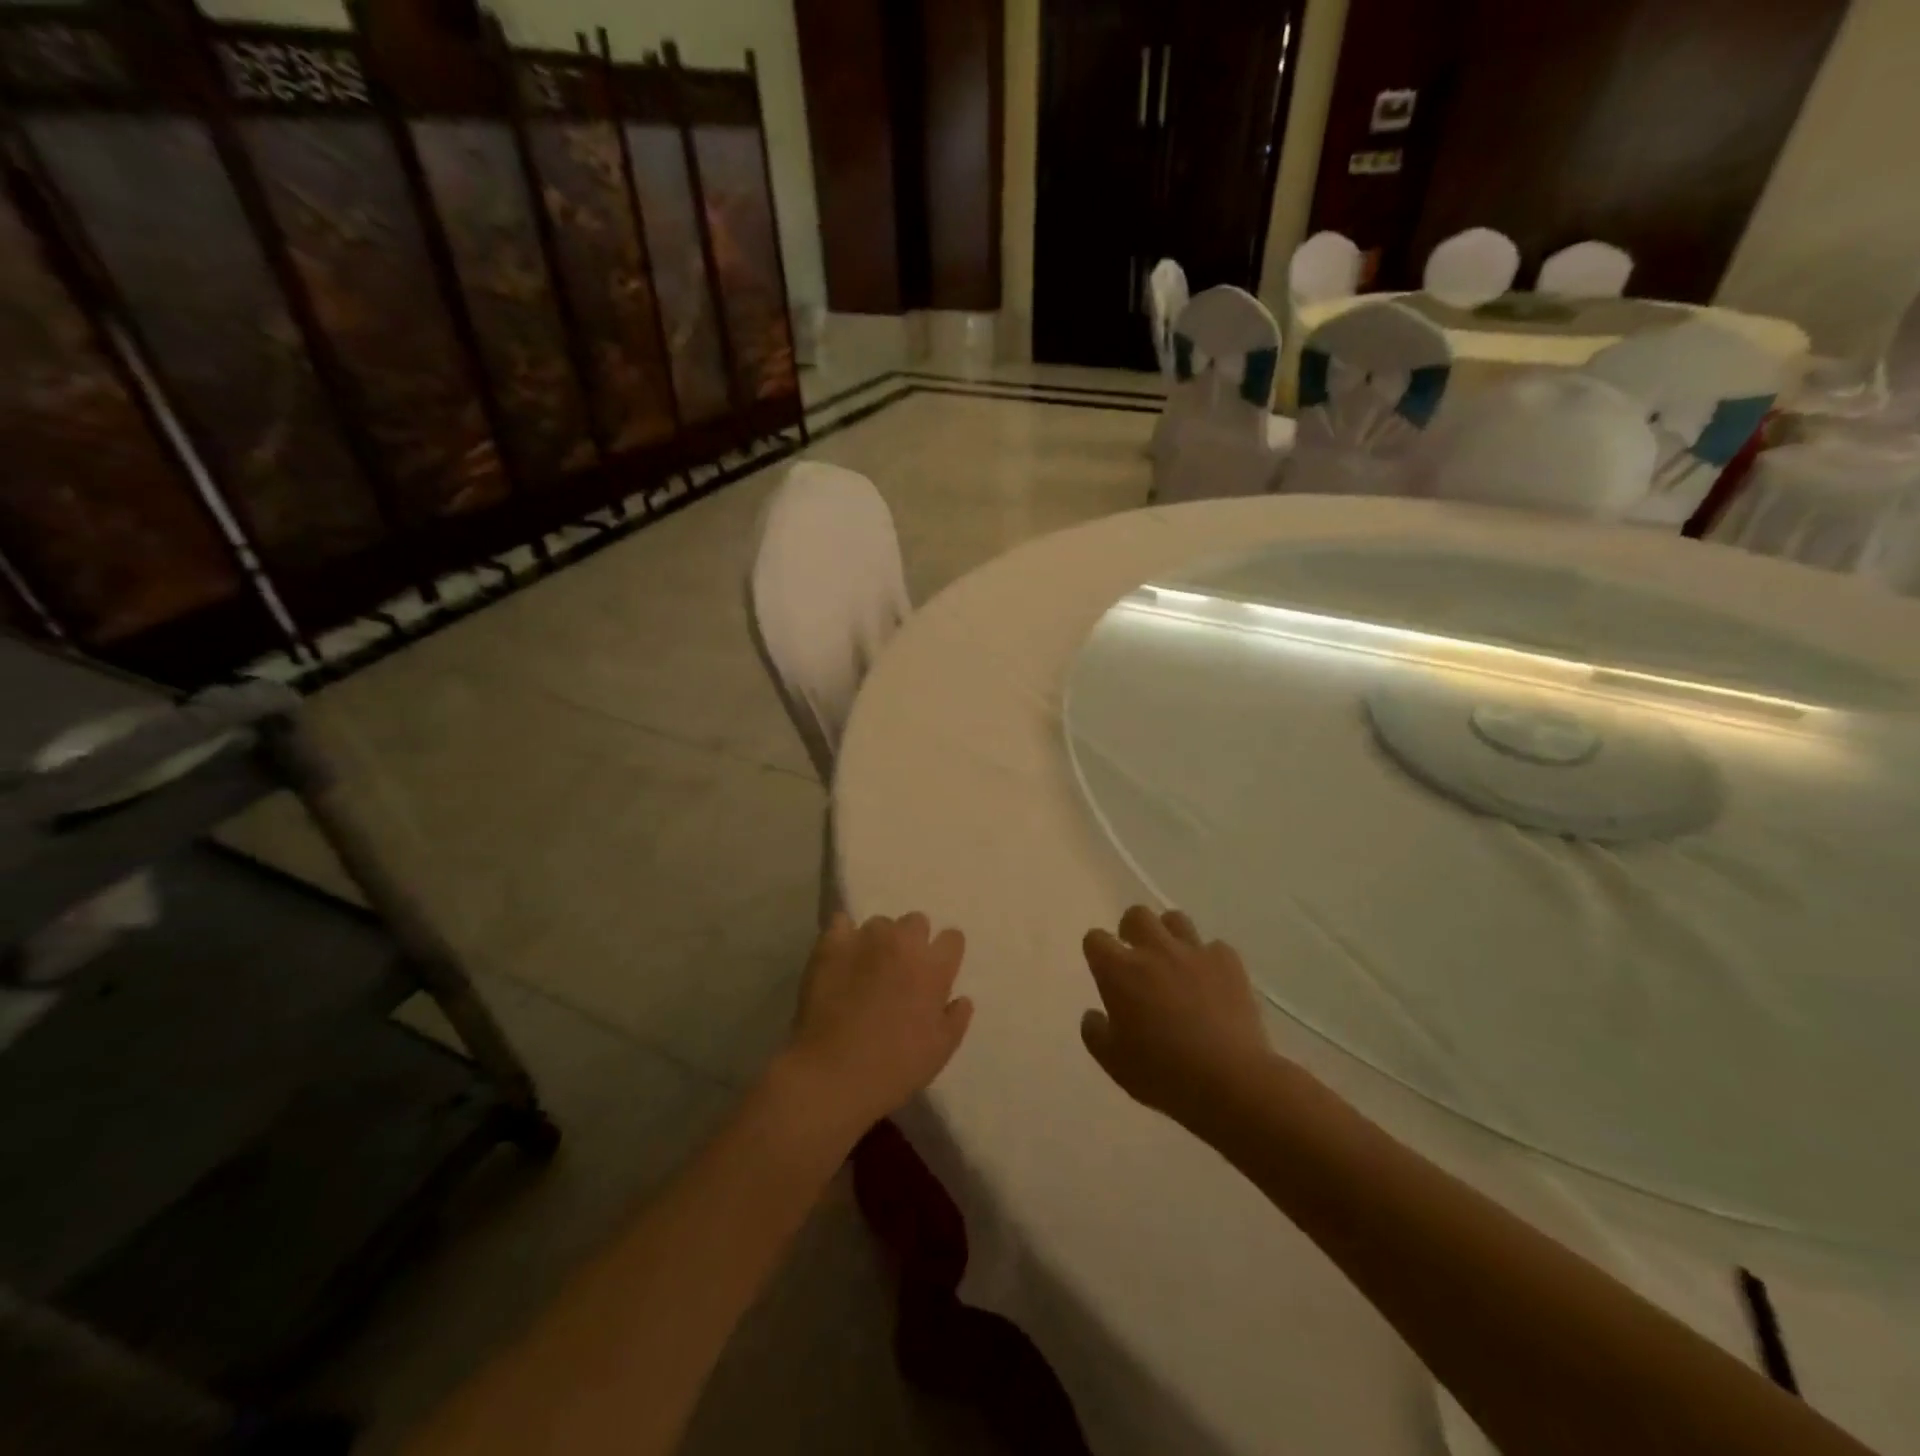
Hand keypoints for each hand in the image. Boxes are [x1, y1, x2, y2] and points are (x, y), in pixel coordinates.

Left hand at [783, 911, 973, 1136]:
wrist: (834, 1073)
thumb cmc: (894, 1067)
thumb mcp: (940, 1051)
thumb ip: (956, 1019)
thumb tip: (962, 998)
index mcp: (934, 967)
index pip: (952, 937)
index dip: (945, 952)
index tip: (936, 969)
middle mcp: (904, 943)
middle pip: (916, 921)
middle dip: (912, 940)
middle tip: (900, 968)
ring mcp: (866, 939)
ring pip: (879, 923)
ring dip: (879, 940)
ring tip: (866, 966)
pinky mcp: (832, 944)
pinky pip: (841, 922)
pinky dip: (843, 935)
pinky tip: (839, 955)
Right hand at [1081, 905, 1273, 1130]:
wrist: (1229, 1081)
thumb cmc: (1162, 1074)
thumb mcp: (1113, 1063)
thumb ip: (1095, 1033)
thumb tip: (1093, 1015)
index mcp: (1119, 971)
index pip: (1095, 939)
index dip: (1097, 951)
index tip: (1103, 969)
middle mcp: (1154, 950)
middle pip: (1136, 915)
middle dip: (1132, 930)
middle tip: (1137, 958)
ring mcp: (1194, 952)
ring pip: (1175, 919)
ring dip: (1169, 936)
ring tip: (1174, 963)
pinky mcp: (1228, 962)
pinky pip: (1214, 947)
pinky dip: (1209, 960)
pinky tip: (1212, 983)